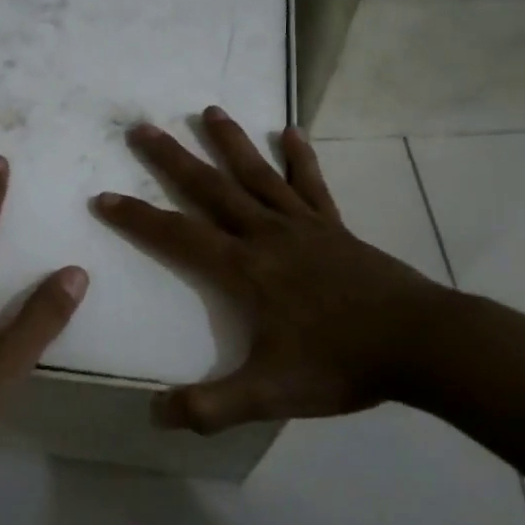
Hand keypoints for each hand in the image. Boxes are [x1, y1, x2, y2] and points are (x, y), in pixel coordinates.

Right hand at [94, 108, 452, 432]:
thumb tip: (156, 415)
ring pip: (257, 174)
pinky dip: (300, 158)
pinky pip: (311, 185)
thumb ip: (213, 406)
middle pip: (211, 187)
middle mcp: (267, 235)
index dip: (137, 217)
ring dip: (230, 142)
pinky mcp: (335, 227)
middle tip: (141, 127)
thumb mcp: (271, 394)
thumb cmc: (341, 363)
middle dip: (172, 158)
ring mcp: (303, 226)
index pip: (178, 235)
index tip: (104, 196)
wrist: (420, 343)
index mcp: (245, 269)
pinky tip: (290, 132)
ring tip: (209, 109)